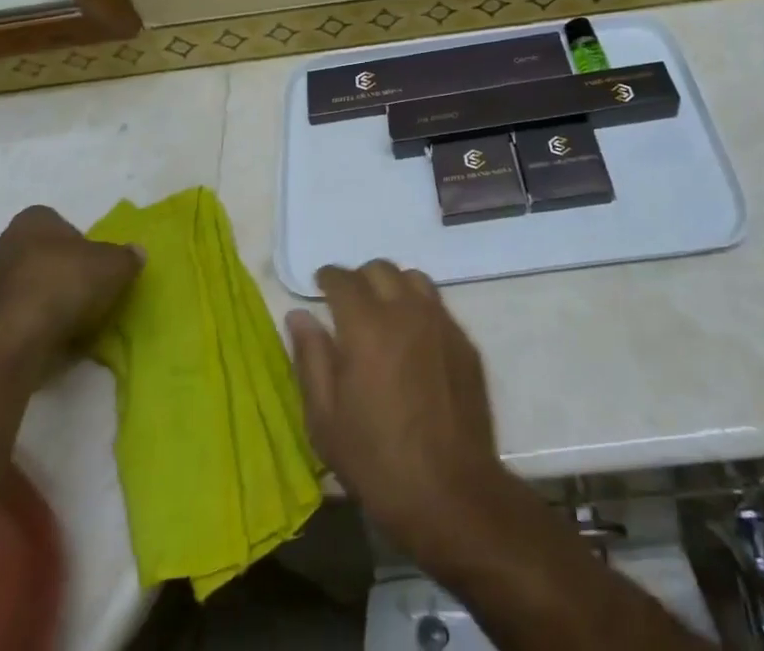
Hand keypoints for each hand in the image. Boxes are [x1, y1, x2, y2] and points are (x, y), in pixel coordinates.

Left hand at [0, 206, 141, 371]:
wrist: (15, 339)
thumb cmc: (66, 283)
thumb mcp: (115, 265)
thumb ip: (126, 257)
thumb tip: (136, 254)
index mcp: (30, 221)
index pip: (53, 223)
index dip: (74, 243)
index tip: (89, 264)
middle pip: (28, 255)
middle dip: (47, 270)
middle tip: (74, 291)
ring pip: (12, 289)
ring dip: (30, 302)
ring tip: (60, 323)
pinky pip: (4, 322)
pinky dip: (19, 330)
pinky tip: (42, 343)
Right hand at [287, 261, 507, 564]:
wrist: (451, 493)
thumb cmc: (377, 462)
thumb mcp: (325, 420)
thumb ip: (310, 359)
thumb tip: (299, 315)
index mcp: (365, 326)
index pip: (343, 279)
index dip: (328, 277)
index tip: (320, 284)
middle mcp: (404, 311)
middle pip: (380, 269)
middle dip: (359, 278)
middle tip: (348, 302)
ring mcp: (439, 322)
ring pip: (413, 278)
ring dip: (392, 285)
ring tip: (382, 312)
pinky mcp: (463, 341)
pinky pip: (437, 304)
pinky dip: (418, 306)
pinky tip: (413, 336)